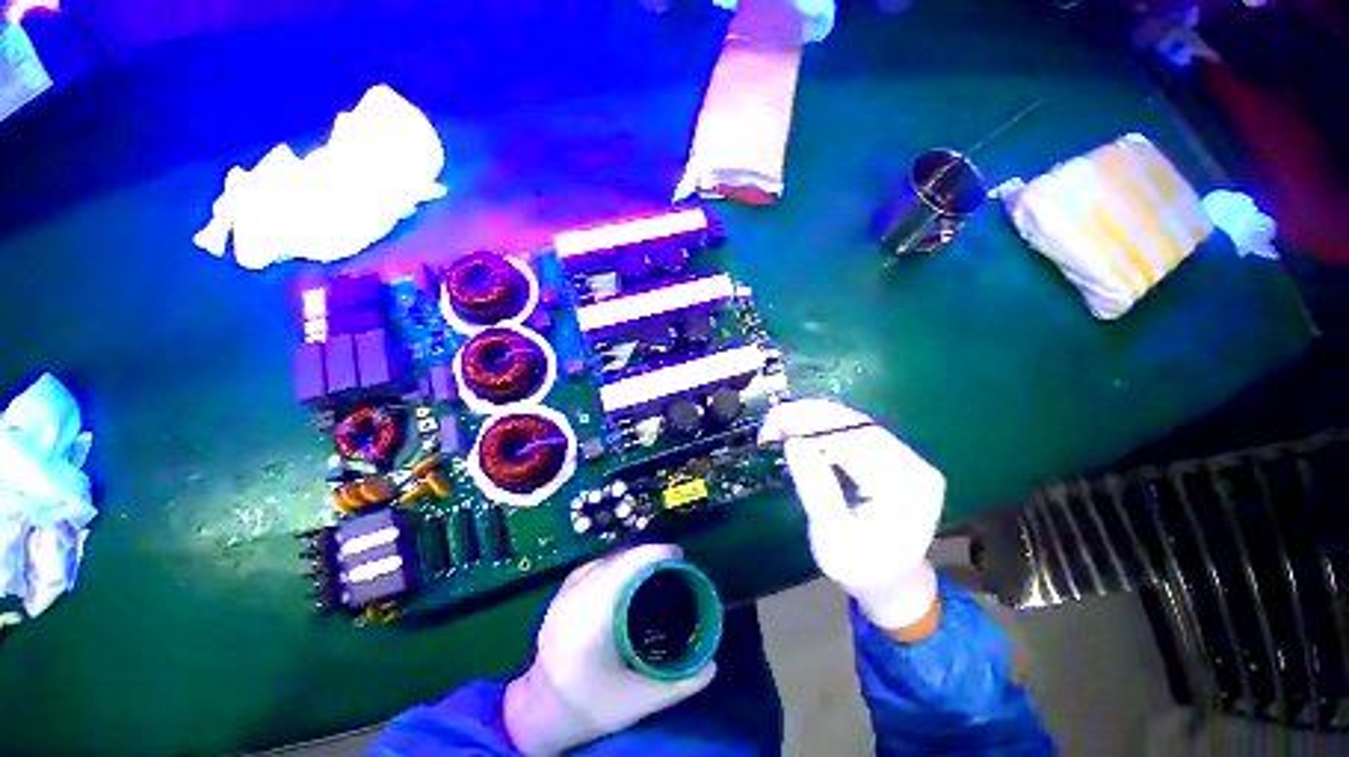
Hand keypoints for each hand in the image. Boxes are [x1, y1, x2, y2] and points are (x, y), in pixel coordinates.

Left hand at [504, 544, 715, 754]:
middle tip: (673, 565)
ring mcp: (566, 591)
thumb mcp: (638, 701)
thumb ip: (679, 683)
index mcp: (595, 616)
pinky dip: (615, 563)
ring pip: (607, 558)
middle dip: (649, 554)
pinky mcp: (561, 592)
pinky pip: (595, 564)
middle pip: (620, 557)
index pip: (628, 565)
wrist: (539, 713)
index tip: (679, 555)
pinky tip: (625, 574)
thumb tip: (712, 665)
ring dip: (633, 557)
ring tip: (653, 567)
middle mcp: (578, 594)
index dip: (656, 552)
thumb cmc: (589, 706)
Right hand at [759, 399, 943, 632]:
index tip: (775, 419)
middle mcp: (914, 465)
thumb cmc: (860, 568)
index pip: (856, 442)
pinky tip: (801, 430)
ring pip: (854, 425)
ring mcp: (908, 459)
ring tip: (780, 422)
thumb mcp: (832, 536)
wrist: (891, 584)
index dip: (812, 425)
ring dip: (814, 419)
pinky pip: (855, 434)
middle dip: (810, 417)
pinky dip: (824, 429)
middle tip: (772, 417)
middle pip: (856, 426)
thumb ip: (816, 488)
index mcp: (907, 488)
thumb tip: (794, 441)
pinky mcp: (894, 457)